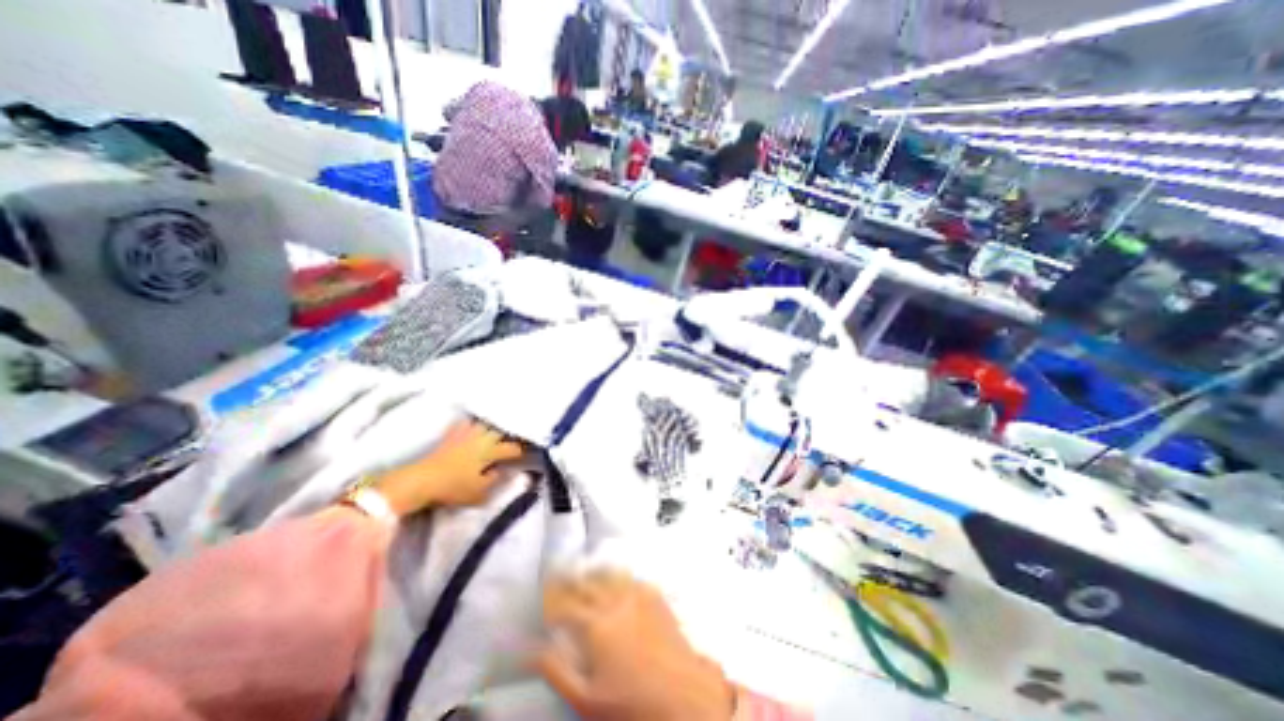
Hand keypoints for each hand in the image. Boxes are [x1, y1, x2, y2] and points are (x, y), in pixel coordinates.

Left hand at [376, 419, 523, 514]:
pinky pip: (465, 422)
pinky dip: (472, 422)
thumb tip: (502, 471)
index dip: (520, 451)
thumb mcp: (478, 492)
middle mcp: (481, 438)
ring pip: (484, 423)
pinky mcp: (451, 434)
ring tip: (497, 427)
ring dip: (493, 425)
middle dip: (509, 433)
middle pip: (500, 430)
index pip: (511, 448)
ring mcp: (466, 434)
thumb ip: (494, 480)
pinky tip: (473, 423)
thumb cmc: (453, 487)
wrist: (422, 480)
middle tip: (514, 437)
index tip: (525, 454)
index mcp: (490, 451)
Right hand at [535, 571, 731, 717]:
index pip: (566, 604)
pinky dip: (620, 575)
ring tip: (586, 572)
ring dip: (595, 572)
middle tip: (561, 574)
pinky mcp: (656, 597)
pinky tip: (618, 579)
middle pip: (588, 583)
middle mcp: (615, 602)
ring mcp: (638, 596)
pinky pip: (632, 578)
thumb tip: (529, 650)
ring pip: (610, 574)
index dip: (552, 597)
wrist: (683, 696)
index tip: (544, 593)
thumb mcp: (586, 698)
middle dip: (571, 578)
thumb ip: (556, 669)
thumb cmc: (631, 704)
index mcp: (596, 624)